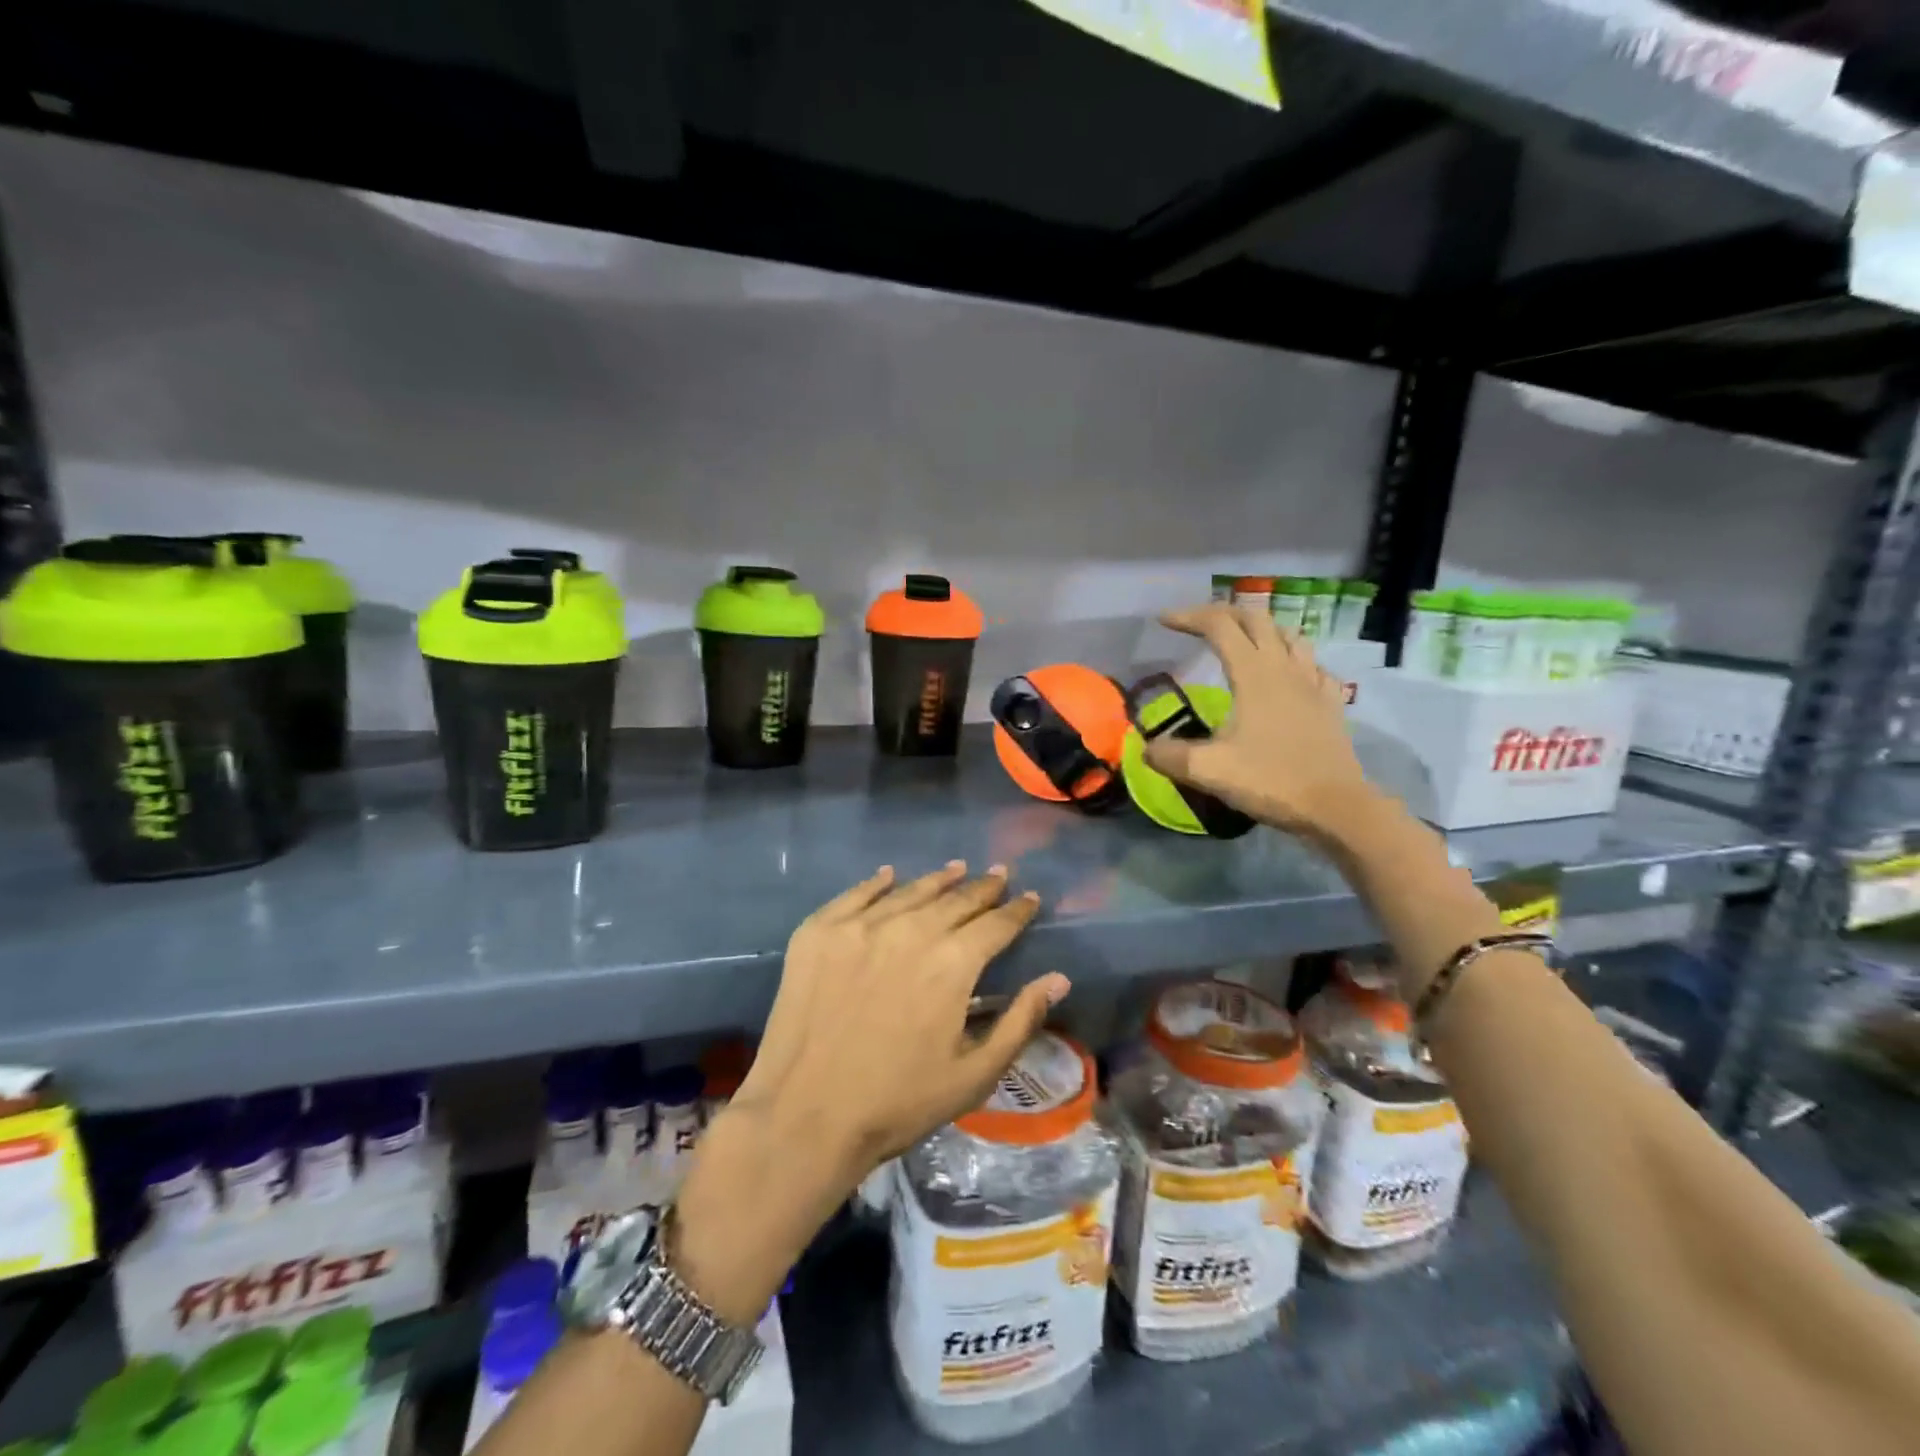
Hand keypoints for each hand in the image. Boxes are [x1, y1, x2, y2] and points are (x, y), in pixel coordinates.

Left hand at [735, 862, 1067, 1189]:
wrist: (802, 1116)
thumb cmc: (897, 1103)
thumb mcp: (973, 1075)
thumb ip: (1019, 1021)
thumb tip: (1059, 978)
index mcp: (952, 963)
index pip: (996, 924)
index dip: (1017, 910)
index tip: (1030, 897)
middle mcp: (909, 930)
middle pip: (955, 900)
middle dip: (982, 888)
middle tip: (998, 875)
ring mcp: (859, 926)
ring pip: (910, 891)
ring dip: (938, 880)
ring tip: (956, 868)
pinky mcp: (818, 932)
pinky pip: (856, 895)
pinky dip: (878, 883)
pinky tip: (890, 875)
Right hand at [1145, 603, 1373, 837]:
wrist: (1336, 807)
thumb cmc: (1271, 781)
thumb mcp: (1208, 770)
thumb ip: (1170, 755)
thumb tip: (1146, 749)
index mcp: (1254, 674)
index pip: (1219, 626)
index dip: (1188, 617)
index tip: (1163, 621)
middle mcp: (1285, 668)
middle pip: (1255, 620)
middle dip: (1223, 614)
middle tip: (1198, 624)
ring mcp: (1313, 683)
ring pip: (1289, 635)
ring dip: (1261, 629)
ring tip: (1242, 641)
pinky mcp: (1331, 703)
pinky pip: (1313, 665)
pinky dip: (1294, 659)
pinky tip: (1287, 675)